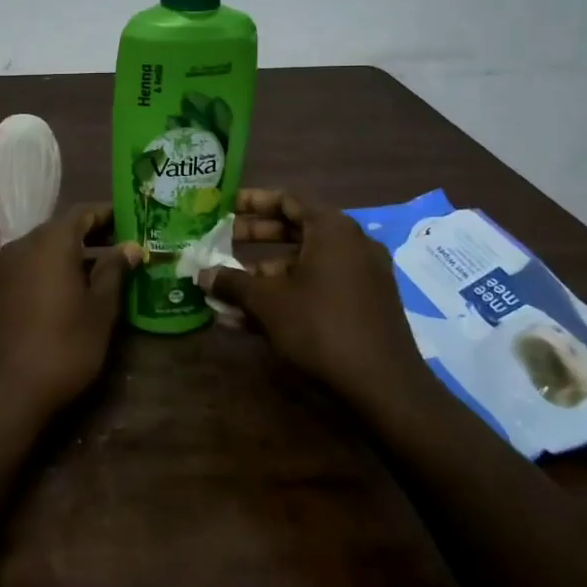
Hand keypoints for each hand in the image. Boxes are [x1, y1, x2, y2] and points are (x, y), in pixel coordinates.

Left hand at [0, 204, 143, 421]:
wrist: (2, 391)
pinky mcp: (0, 290)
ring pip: (48, 249)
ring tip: (110, 271)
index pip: (84, 212)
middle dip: (96, 235)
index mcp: (51, 241)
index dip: (111, 214)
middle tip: (128, 247)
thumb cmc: (61, 346)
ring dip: (76, 255)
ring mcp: (7, 267)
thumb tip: (130, 246)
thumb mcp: (99, 310)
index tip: (136, 221)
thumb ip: (114, 272)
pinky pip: (34, 267)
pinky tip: (78, 292)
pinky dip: (57, 270)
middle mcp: (24, 244)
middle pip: (64, 228)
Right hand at [206, 189, 426, 404]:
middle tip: (222, 241)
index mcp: (332, 230)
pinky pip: (318, 288)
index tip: (226, 207)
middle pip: (296, 230)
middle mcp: (351, 245)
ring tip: (229, 289)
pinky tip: (250, 319)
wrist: (384, 387)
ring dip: (265, 273)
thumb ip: (232, 282)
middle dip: (255, 237)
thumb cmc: (320, 327)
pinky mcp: (364, 307)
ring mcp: (361, 277)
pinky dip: (288, 294)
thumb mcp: (267, 302)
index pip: (289, 199)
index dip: (254, 201)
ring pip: (305, 264)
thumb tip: (202, 274)